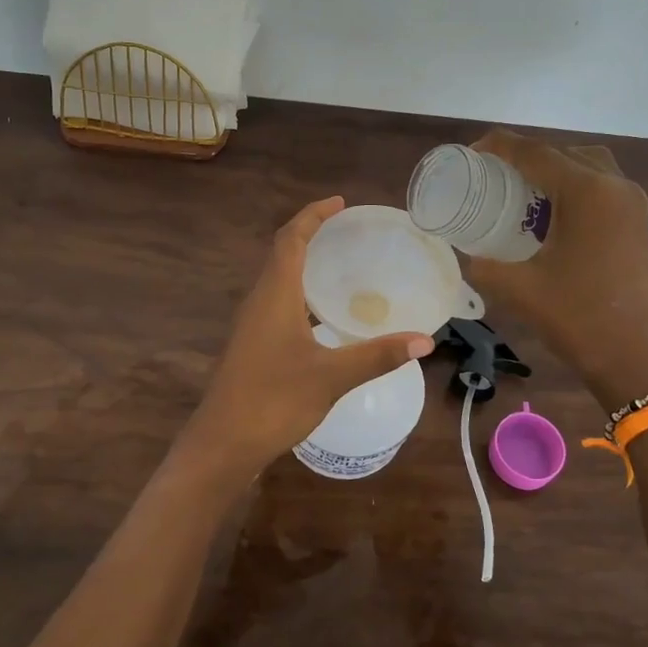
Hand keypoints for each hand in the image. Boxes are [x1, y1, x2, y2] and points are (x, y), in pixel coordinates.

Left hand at [177, 198, 433, 479]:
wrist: (223, 442)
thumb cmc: (274, 400)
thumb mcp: (332, 376)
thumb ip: (377, 355)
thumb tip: (425, 340)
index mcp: (274, 294)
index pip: (291, 238)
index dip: (313, 215)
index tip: (340, 203)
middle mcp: (259, 300)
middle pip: (282, 253)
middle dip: (311, 234)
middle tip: (347, 230)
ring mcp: (251, 324)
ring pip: (277, 279)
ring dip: (303, 263)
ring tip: (339, 264)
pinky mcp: (251, 345)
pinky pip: (276, 302)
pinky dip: (300, 292)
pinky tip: (322, 315)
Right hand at [464, 130, 647, 408]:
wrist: (636, 360)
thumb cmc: (577, 318)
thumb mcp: (518, 289)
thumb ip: (483, 265)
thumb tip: (467, 253)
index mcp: (588, 193)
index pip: (535, 153)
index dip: (500, 147)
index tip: (471, 153)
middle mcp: (615, 187)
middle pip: (564, 153)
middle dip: (527, 158)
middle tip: (495, 177)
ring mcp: (633, 205)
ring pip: (588, 167)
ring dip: (555, 172)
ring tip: (522, 195)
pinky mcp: (639, 225)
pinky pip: (602, 188)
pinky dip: (574, 189)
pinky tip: (551, 218)